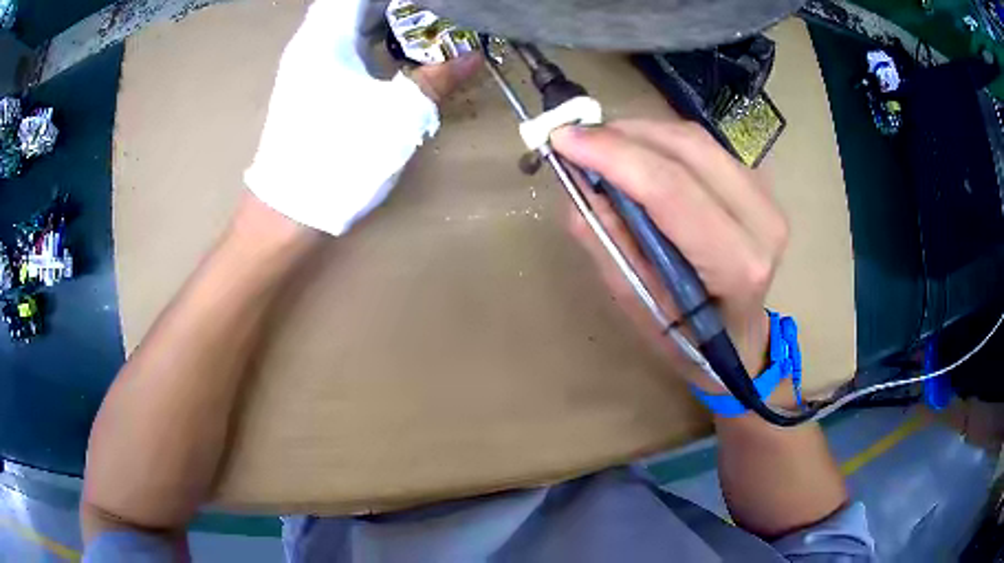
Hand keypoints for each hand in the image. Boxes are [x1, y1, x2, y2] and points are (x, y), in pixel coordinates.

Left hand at [244, 0, 479, 236]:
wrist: (289, 209)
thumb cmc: (340, 156)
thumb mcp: (399, 116)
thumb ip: (438, 79)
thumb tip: (472, 57)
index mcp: (327, 37)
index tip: (428, 4)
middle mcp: (310, 43)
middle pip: (351, 4)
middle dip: (391, 5)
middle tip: (430, 12)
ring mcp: (304, 65)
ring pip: (344, 23)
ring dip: (379, 18)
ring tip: (418, 24)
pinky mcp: (306, 86)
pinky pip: (339, 44)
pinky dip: (366, 38)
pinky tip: (391, 51)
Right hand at [551, 121, 788, 388]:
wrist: (740, 338)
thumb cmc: (690, 338)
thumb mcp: (639, 305)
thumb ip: (608, 242)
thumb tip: (577, 183)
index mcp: (737, 264)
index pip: (672, 190)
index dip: (614, 156)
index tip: (562, 139)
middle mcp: (762, 221)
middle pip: (688, 149)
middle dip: (623, 135)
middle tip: (575, 139)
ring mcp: (767, 197)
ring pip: (695, 140)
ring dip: (639, 133)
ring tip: (600, 147)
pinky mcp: (759, 185)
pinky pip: (702, 146)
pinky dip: (660, 141)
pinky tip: (635, 155)